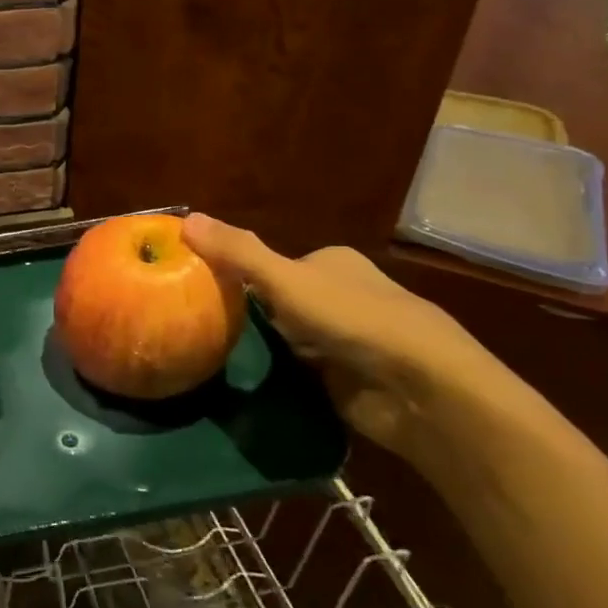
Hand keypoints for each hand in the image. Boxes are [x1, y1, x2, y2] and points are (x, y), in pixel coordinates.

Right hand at [181, 213, 524, 471]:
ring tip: (209, 352)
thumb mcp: (286, 279)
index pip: (271, 263)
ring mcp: (345, 340)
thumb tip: (185, 217)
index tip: (197, 287)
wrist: (422, 390)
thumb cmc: (355, 320)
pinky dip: (276, 375)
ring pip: (286, 337)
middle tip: (197, 323)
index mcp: (332, 263)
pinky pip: (298, 372)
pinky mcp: (346, 380)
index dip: (236, 273)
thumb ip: (237, 253)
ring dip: (259, 346)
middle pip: (276, 301)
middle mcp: (340, 297)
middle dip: (246, 312)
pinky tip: (244, 380)